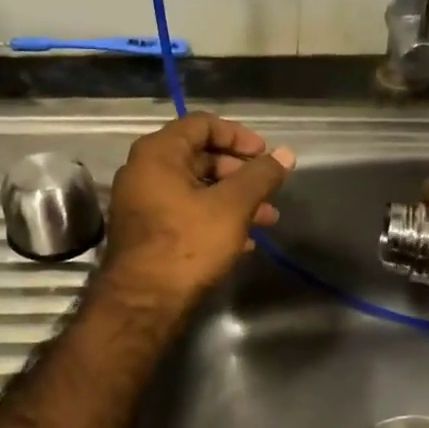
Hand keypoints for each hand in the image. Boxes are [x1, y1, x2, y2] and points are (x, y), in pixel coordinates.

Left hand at [100, 112, 295, 310]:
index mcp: (158, 153)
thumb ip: (261, 176)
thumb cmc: (187, 244)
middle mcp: (144, 171)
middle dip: (240, 172)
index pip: (203, 124)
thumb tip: (286, 154)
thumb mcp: (232, 206)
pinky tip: (244, 240)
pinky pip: (185, 211)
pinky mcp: (146, 232)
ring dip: (233, 198)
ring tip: (268, 219)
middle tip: (268, 188)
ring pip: (196, 188)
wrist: (143, 303)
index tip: (265, 154)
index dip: (239, 135)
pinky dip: (215, 217)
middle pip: (200, 156)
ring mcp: (142, 203)